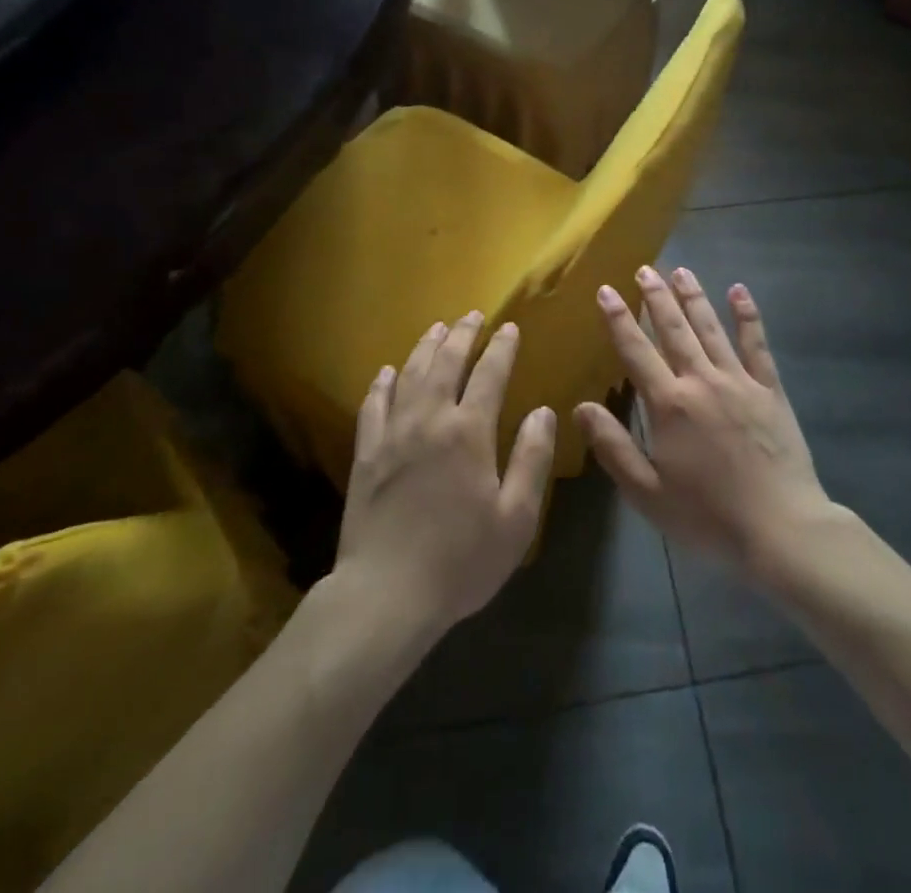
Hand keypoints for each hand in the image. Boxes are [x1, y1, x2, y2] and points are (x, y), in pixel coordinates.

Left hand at [334, 312, 556, 636]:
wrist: (387, 594)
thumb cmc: (461, 560)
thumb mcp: (515, 517)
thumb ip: (531, 459)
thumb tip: (544, 412)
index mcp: (469, 432)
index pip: (490, 374)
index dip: (502, 348)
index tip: (510, 328)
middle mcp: (429, 420)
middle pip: (446, 362)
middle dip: (462, 335)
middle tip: (472, 315)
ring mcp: (392, 434)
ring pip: (409, 375)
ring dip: (425, 348)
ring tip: (437, 329)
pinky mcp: (365, 453)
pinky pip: (373, 405)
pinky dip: (382, 383)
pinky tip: (387, 372)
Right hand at [574, 267, 833, 580]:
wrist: (781, 530)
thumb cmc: (708, 517)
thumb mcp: (647, 493)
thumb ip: (613, 447)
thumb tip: (580, 407)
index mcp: (670, 405)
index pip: (636, 351)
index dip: (618, 319)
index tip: (605, 290)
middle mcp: (702, 381)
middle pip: (674, 330)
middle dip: (656, 297)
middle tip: (644, 269)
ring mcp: (739, 381)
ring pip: (711, 328)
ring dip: (694, 297)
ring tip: (681, 270)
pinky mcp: (770, 390)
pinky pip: (757, 344)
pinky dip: (747, 316)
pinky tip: (739, 291)